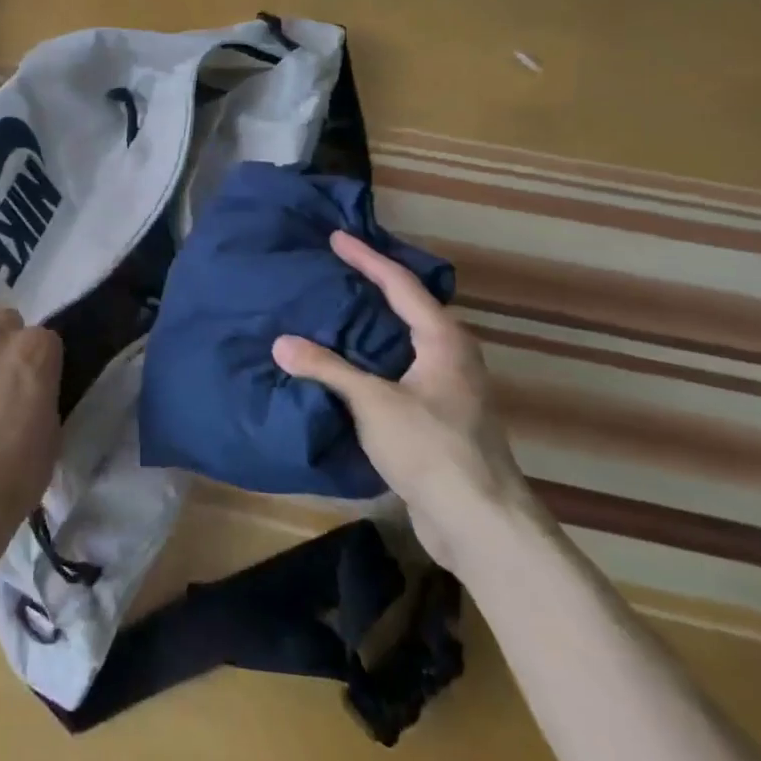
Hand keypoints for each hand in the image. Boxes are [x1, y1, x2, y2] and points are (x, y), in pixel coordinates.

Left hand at [0, 308, 62, 578]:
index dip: (45, 363)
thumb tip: (34, 389)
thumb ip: (44, 392)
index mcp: (35, 348)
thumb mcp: (53, 428)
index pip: (48, 339)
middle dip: (11, 342)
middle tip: (9, 379)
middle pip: (8, 322)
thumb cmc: (19, 470)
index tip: (42, 385)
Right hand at [273, 230, 533, 569]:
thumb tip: (281, 343)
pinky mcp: (439, 417)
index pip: (400, 284)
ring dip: (373, 324)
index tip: (337, 237)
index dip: (366, 258)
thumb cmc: (431, 448)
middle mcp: (452, 355)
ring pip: (405, 340)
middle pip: (409, 306)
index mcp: (444, 339)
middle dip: (374, 285)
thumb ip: (327, 368)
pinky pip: (400, 370)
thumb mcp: (373, 402)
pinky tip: (347, 365)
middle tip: (337, 268)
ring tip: (335, 310)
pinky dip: (373, 358)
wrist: (479, 522)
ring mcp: (449, 388)